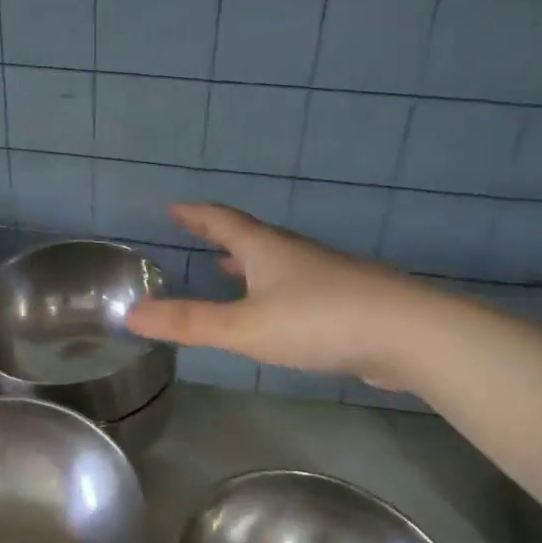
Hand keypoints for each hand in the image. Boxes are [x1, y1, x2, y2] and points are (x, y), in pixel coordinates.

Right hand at [125, 204, 438, 386]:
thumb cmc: (319, 321)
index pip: (222, 221)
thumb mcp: (244, 326)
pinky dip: (274, 289)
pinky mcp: (348, 301)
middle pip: (251, 237)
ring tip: (229, 270)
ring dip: (248, 264)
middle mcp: (294, 254)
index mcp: (266, 249)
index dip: (196, 215)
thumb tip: (131, 314)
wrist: (410, 334)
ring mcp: (325, 275)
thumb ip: (189, 322)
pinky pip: (297, 287)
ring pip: (277, 262)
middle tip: (199, 237)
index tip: (174, 208)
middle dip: (221, 236)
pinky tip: (278, 311)